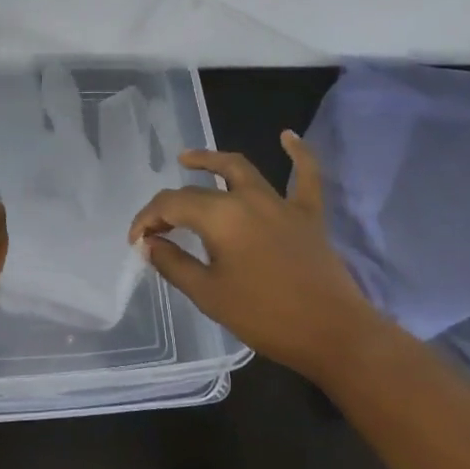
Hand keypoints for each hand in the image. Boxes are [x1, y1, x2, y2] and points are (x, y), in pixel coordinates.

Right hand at [127, 130, 378, 382]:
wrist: (332, 333)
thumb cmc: (265, 316)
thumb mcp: (209, 295)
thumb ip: (174, 264)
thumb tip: (150, 244)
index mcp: (220, 216)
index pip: (172, 205)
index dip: (148, 219)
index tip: (136, 242)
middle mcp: (248, 198)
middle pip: (200, 189)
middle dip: (172, 202)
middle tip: (159, 219)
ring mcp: (281, 203)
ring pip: (242, 169)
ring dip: (212, 160)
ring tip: (188, 158)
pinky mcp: (308, 214)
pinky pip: (305, 176)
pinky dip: (298, 153)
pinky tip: (288, 135)